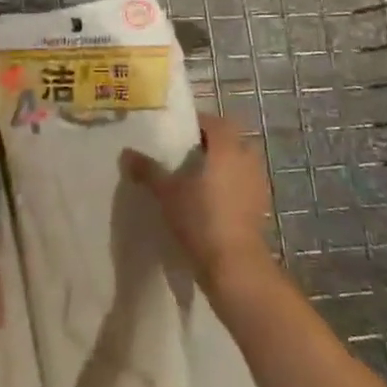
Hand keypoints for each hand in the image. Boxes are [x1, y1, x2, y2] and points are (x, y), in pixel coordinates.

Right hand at [122, 114, 274, 294]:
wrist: (234, 264)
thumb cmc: (200, 218)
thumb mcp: (166, 192)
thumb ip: (148, 170)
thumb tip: (126, 153)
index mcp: (226, 147)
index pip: (214, 122)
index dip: (197, 124)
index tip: (179, 133)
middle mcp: (246, 159)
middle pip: (231, 140)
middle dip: (212, 144)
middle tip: (187, 154)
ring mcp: (257, 183)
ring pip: (240, 163)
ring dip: (223, 165)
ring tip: (197, 178)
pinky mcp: (260, 207)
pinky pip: (244, 184)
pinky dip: (231, 186)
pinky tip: (211, 201)